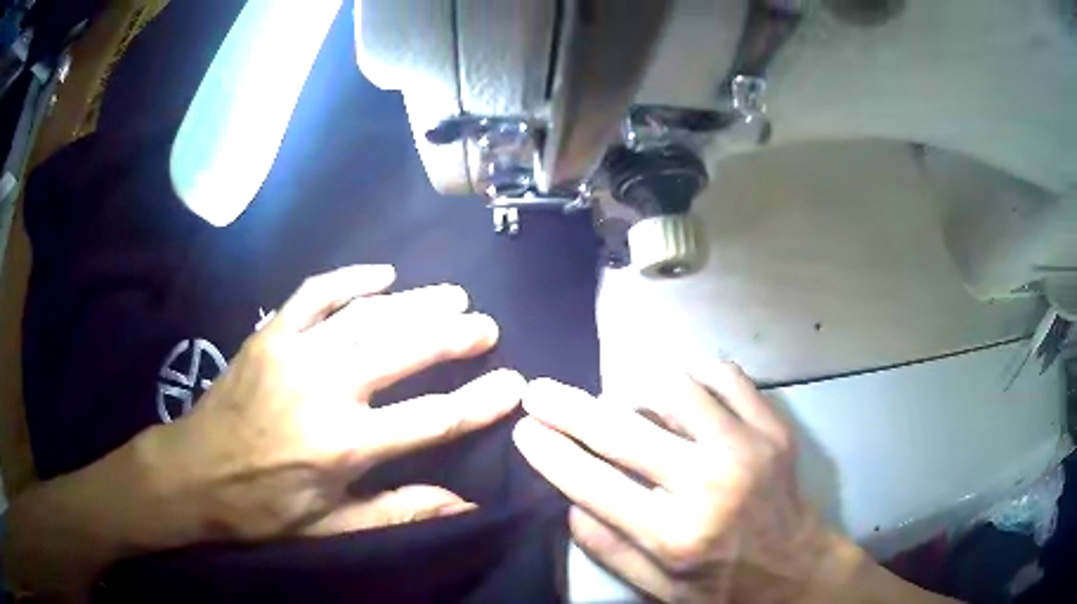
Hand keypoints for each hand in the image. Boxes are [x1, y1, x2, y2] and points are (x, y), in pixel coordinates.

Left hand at [143, 264, 524, 542]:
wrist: (194, 472)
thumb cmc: (264, 507)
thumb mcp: (331, 527)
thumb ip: (398, 510)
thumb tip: (464, 504)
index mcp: (343, 445)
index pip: (432, 419)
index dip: (480, 401)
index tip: (514, 384)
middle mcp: (324, 389)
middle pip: (403, 350)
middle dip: (453, 334)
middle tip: (486, 324)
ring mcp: (293, 352)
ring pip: (367, 316)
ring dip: (414, 301)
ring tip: (451, 295)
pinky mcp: (270, 333)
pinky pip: (315, 294)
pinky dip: (351, 279)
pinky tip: (382, 274)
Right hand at [512, 362, 838, 602]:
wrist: (796, 568)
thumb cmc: (723, 586)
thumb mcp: (659, 590)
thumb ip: (610, 549)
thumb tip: (568, 502)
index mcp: (676, 536)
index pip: (595, 484)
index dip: (551, 452)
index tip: (524, 428)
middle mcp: (710, 485)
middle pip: (624, 430)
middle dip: (568, 407)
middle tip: (539, 391)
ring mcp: (748, 447)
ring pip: (674, 387)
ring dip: (633, 388)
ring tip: (621, 401)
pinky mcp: (773, 427)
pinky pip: (724, 375)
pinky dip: (693, 375)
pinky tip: (682, 392)